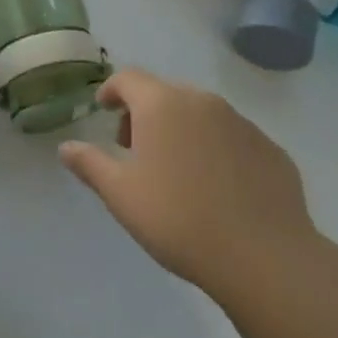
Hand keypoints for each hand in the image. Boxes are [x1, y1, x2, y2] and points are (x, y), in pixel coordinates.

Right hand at [58, 68, 319, 305]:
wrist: (264, 259)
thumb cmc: (178, 219)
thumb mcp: (120, 195)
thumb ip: (90, 164)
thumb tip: (66, 147)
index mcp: (162, 105)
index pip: (128, 79)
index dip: (111, 91)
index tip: (104, 110)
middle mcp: (202, 102)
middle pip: (165, 94)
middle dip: (146, 114)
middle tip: (136, 150)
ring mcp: (242, 124)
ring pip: (202, 115)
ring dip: (183, 130)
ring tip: (178, 171)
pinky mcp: (272, 151)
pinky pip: (234, 139)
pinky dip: (218, 151)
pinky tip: (218, 188)